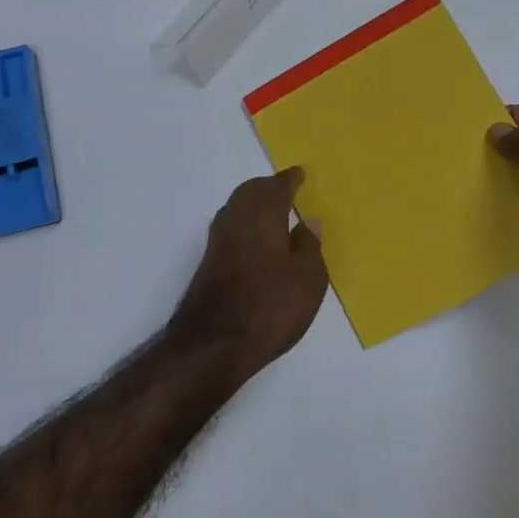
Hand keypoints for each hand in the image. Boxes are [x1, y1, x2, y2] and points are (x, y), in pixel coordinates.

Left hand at [169, 169, 329, 381]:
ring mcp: (218, 241)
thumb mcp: (308, 279)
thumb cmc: (270, 306)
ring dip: (253, 204)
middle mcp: (236, 219)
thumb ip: (309, 246)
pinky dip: (245, 224)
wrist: (214, 343)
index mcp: (262, 214)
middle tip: (285, 189)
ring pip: (237, 208)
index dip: (290, 179)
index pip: (277, 186)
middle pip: (251, 192)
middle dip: (268, 187)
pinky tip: (256, 240)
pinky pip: (231, 228)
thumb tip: (308, 221)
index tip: (300, 174)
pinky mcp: (209, 263)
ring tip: (273, 212)